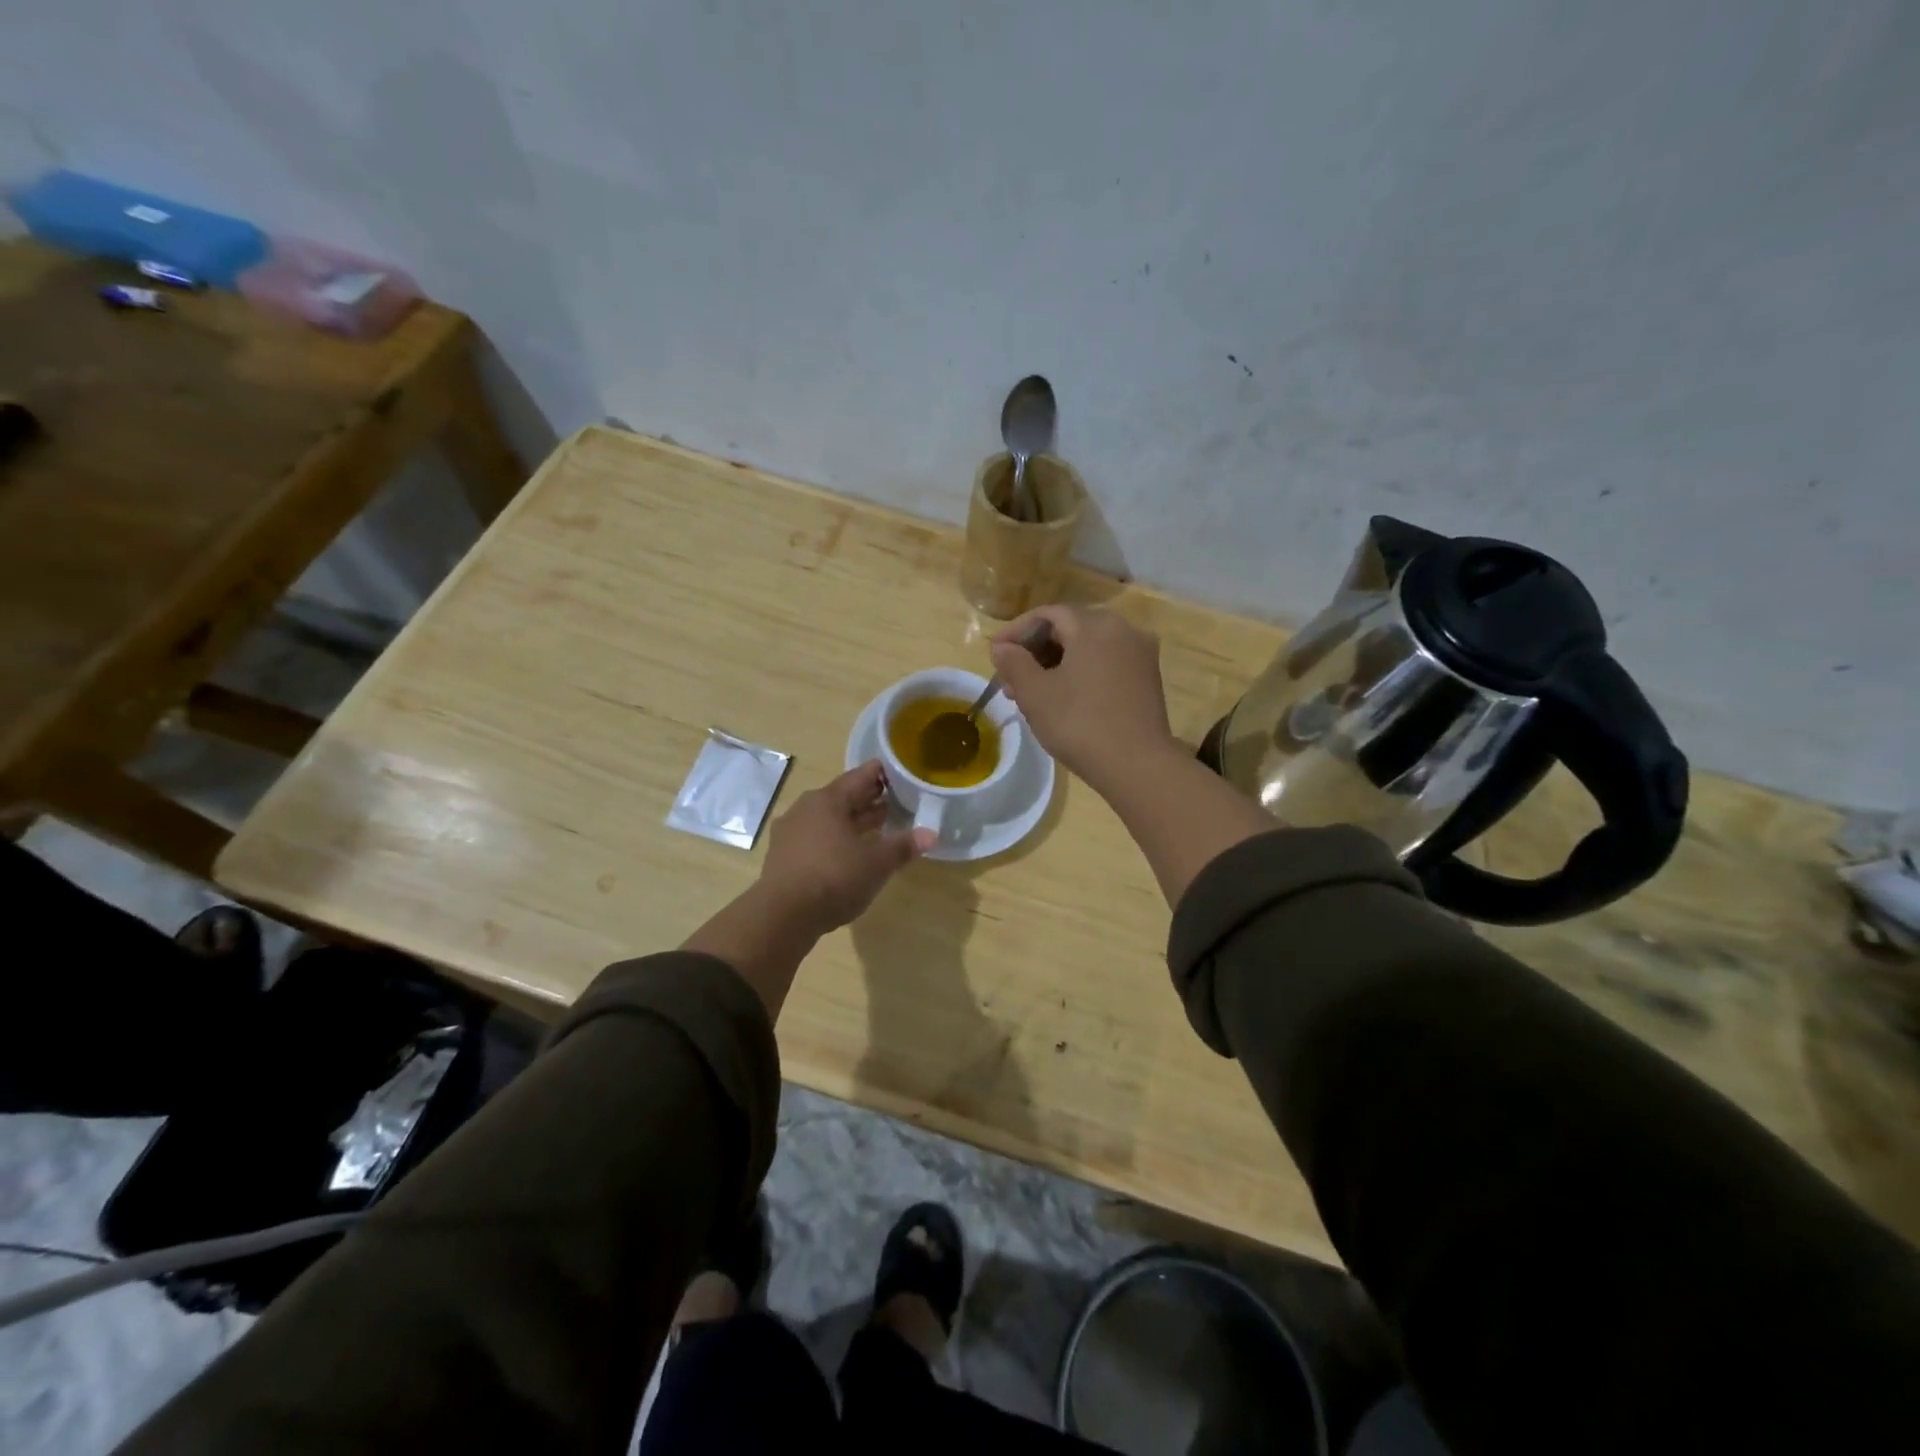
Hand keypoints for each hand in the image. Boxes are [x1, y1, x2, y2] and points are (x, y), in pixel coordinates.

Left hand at [757, 761, 931, 932]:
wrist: (783, 916)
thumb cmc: (834, 877)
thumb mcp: (876, 863)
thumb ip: (902, 846)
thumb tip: (930, 834)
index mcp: (828, 799)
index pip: (861, 776)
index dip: (883, 774)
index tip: (902, 775)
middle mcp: (806, 808)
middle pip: (843, 797)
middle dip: (869, 800)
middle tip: (896, 803)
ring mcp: (790, 832)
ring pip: (828, 819)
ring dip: (853, 822)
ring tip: (878, 829)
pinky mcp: (783, 856)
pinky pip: (816, 838)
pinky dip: (835, 840)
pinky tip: (850, 854)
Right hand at [989, 606, 1179, 793]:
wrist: (1137, 764)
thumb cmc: (1079, 723)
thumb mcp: (1034, 693)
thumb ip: (1014, 662)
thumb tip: (1002, 647)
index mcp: (1094, 625)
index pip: (1046, 614)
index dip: (1016, 631)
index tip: (994, 654)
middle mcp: (1122, 629)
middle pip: (1069, 629)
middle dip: (1035, 651)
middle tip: (1009, 679)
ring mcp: (1139, 654)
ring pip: (1087, 648)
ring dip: (1056, 664)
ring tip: (1031, 694)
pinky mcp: (1147, 678)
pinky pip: (1105, 663)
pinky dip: (1080, 673)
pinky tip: (1063, 698)